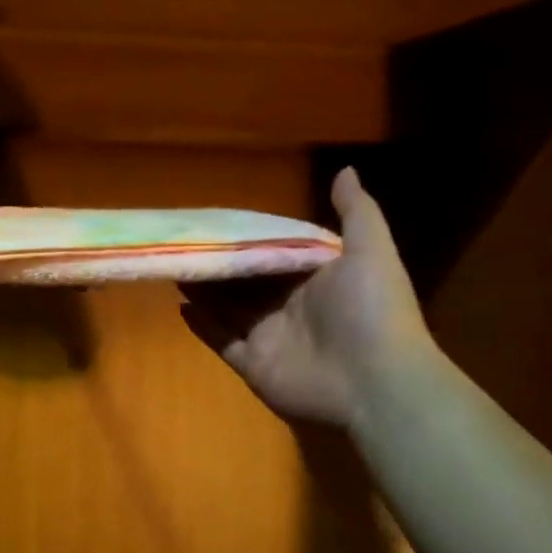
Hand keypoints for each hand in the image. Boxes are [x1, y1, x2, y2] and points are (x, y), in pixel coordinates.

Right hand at [179, 168, 435, 430]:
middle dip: (220, 262)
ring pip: (228, 308)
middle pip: (246, 280)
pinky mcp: (254, 364)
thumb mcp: (370, 251)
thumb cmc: (371, 310)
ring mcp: (270, 337)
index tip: (219, 218)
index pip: (276, 252)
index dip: (249, 237)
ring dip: (204, 288)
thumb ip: (355, 212)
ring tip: (175, 263)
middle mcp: (290, 306)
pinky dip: (202, 325)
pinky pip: (221, 341)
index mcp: (315, 278)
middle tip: (186, 240)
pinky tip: (179, 305)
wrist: (376, 383)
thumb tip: (345, 170)